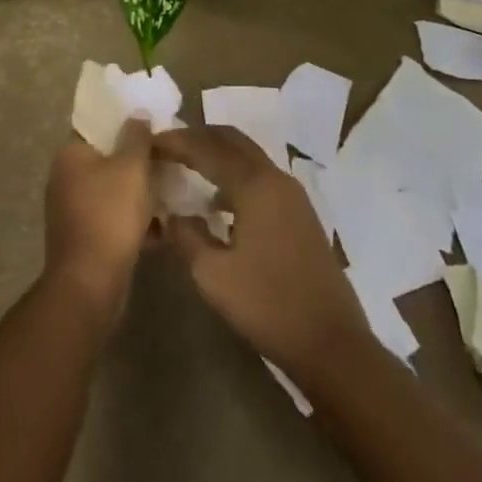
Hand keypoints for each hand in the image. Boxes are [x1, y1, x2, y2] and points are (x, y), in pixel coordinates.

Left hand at [43, 120, 154, 328]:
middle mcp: (65, 178)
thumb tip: (138, 114)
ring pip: (112, 189)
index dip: (123, 121)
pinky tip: (163, 223)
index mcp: (70, 155)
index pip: (96, 126)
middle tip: (166, 154)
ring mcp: (73, 210)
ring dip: (138, 190)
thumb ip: (137, 136)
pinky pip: (113, 217)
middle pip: (106, 158)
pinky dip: (134, 218)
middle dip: (136, 158)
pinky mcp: (85, 238)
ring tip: (171, 186)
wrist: (90, 284)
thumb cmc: (110, 215)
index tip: (150, 122)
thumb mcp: (131, 168)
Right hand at [153, 127, 370, 381]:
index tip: (148, 143)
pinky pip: (260, 177)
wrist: (333, 345)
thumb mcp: (214, 276)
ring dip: (217, 154)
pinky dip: (234, 175)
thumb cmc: (269, 306)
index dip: (176, 141)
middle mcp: (275, 178)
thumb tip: (171, 216)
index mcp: (254, 185)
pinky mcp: (300, 214)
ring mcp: (292, 195)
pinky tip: (217, 203)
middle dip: (198, 137)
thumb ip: (187, 237)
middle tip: (167, 146)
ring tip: (186, 167)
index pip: (207, 147)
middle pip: (231, 140)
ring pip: (248, 156)